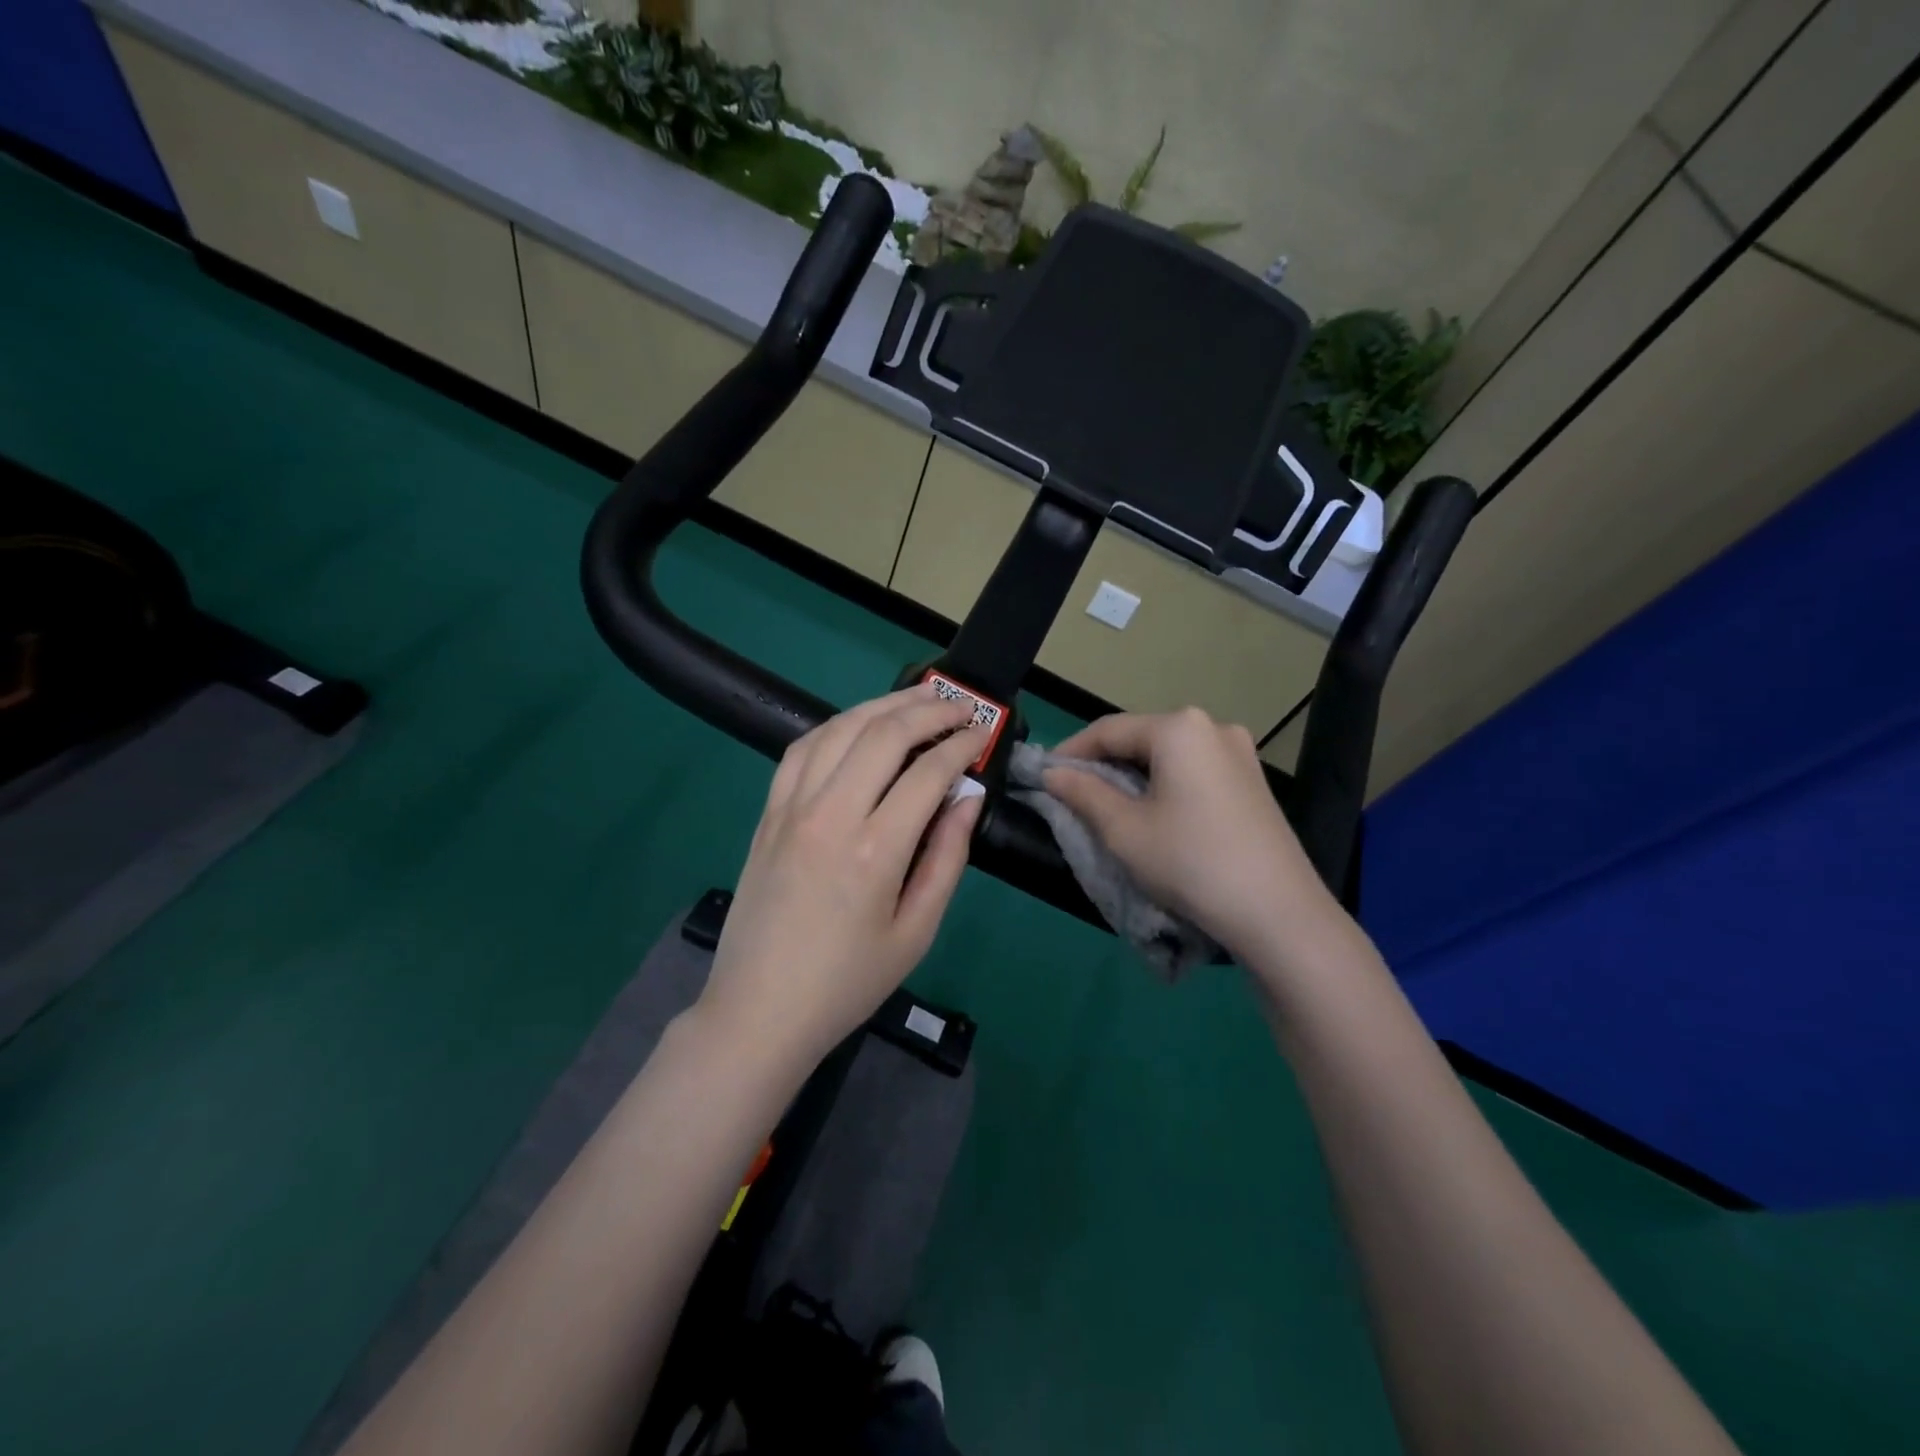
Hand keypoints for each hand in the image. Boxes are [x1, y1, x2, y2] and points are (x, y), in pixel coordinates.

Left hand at [696, 685, 986, 1070]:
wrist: (760, 1010)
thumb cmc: (848, 982)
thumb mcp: (916, 932)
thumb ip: (947, 858)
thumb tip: (968, 798)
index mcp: (874, 850)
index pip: (928, 773)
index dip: (962, 745)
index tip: (983, 734)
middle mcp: (830, 814)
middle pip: (883, 735)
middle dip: (928, 710)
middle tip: (960, 705)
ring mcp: (791, 808)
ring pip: (839, 729)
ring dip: (883, 705)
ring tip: (917, 699)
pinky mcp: (768, 813)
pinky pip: (801, 749)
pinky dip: (836, 726)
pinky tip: (858, 725)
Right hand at [1044, 708, 1338, 960]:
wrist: (1278, 913)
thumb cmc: (1190, 862)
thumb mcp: (1123, 829)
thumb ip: (1082, 793)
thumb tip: (1053, 774)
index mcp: (1178, 728)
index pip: (1108, 730)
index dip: (1070, 752)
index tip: (1043, 776)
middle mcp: (1212, 727)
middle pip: (1141, 738)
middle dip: (1104, 763)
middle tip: (1073, 794)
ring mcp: (1240, 753)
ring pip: (1168, 755)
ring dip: (1134, 775)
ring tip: (1109, 806)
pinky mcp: (1253, 781)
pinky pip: (1195, 770)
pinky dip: (1165, 784)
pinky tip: (1154, 813)